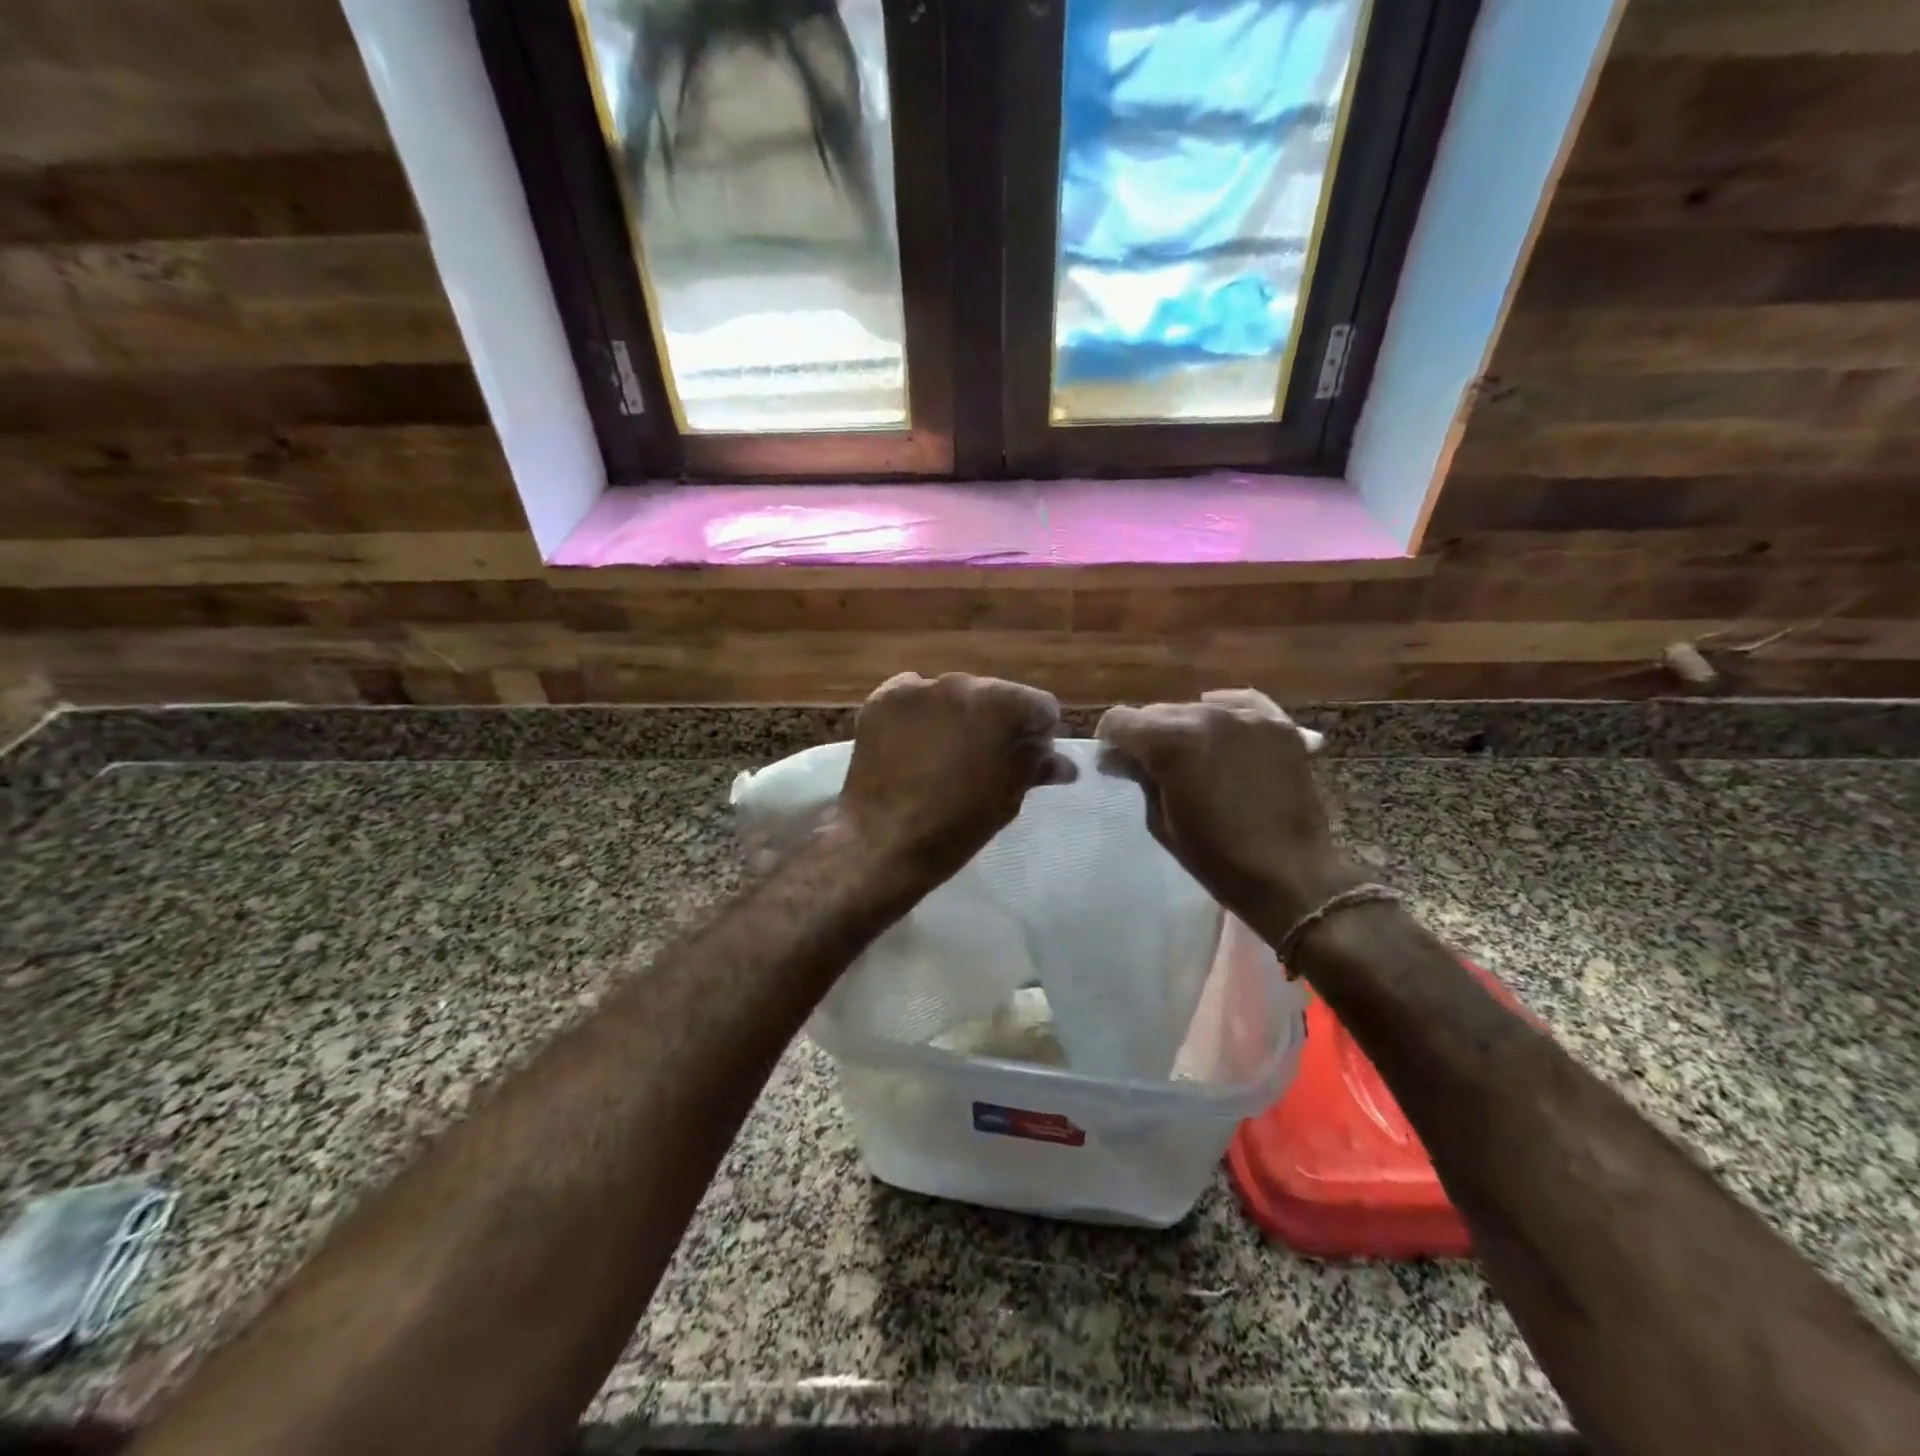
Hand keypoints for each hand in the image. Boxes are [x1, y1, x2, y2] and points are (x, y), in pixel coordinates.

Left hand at [838, 672, 1075, 888]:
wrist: (884, 842)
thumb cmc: (957, 826)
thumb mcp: (1008, 799)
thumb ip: (1036, 767)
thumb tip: (1062, 764)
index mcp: (1005, 706)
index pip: (1040, 707)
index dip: (1038, 736)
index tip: (1026, 761)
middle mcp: (964, 683)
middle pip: (994, 696)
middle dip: (995, 723)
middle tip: (982, 760)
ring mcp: (920, 688)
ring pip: (952, 696)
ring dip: (955, 717)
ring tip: (941, 755)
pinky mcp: (884, 697)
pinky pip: (914, 698)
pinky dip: (918, 717)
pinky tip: (911, 746)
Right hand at [1096, 689, 1361, 930]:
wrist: (1290, 877)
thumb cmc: (1216, 858)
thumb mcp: (1160, 821)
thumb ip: (1138, 778)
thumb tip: (1117, 758)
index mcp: (1171, 742)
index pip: (1119, 720)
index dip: (1110, 741)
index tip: (1116, 764)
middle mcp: (1207, 715)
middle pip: (1158, 711)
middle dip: (1147, 736)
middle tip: (1152, 768)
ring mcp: (1248, 718)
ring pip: (1197, 708)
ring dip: (1185, 729)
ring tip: (1194, 760)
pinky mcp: (1279, 726)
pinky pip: (1243, 703)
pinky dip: (1225, 711)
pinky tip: (1220, 730)